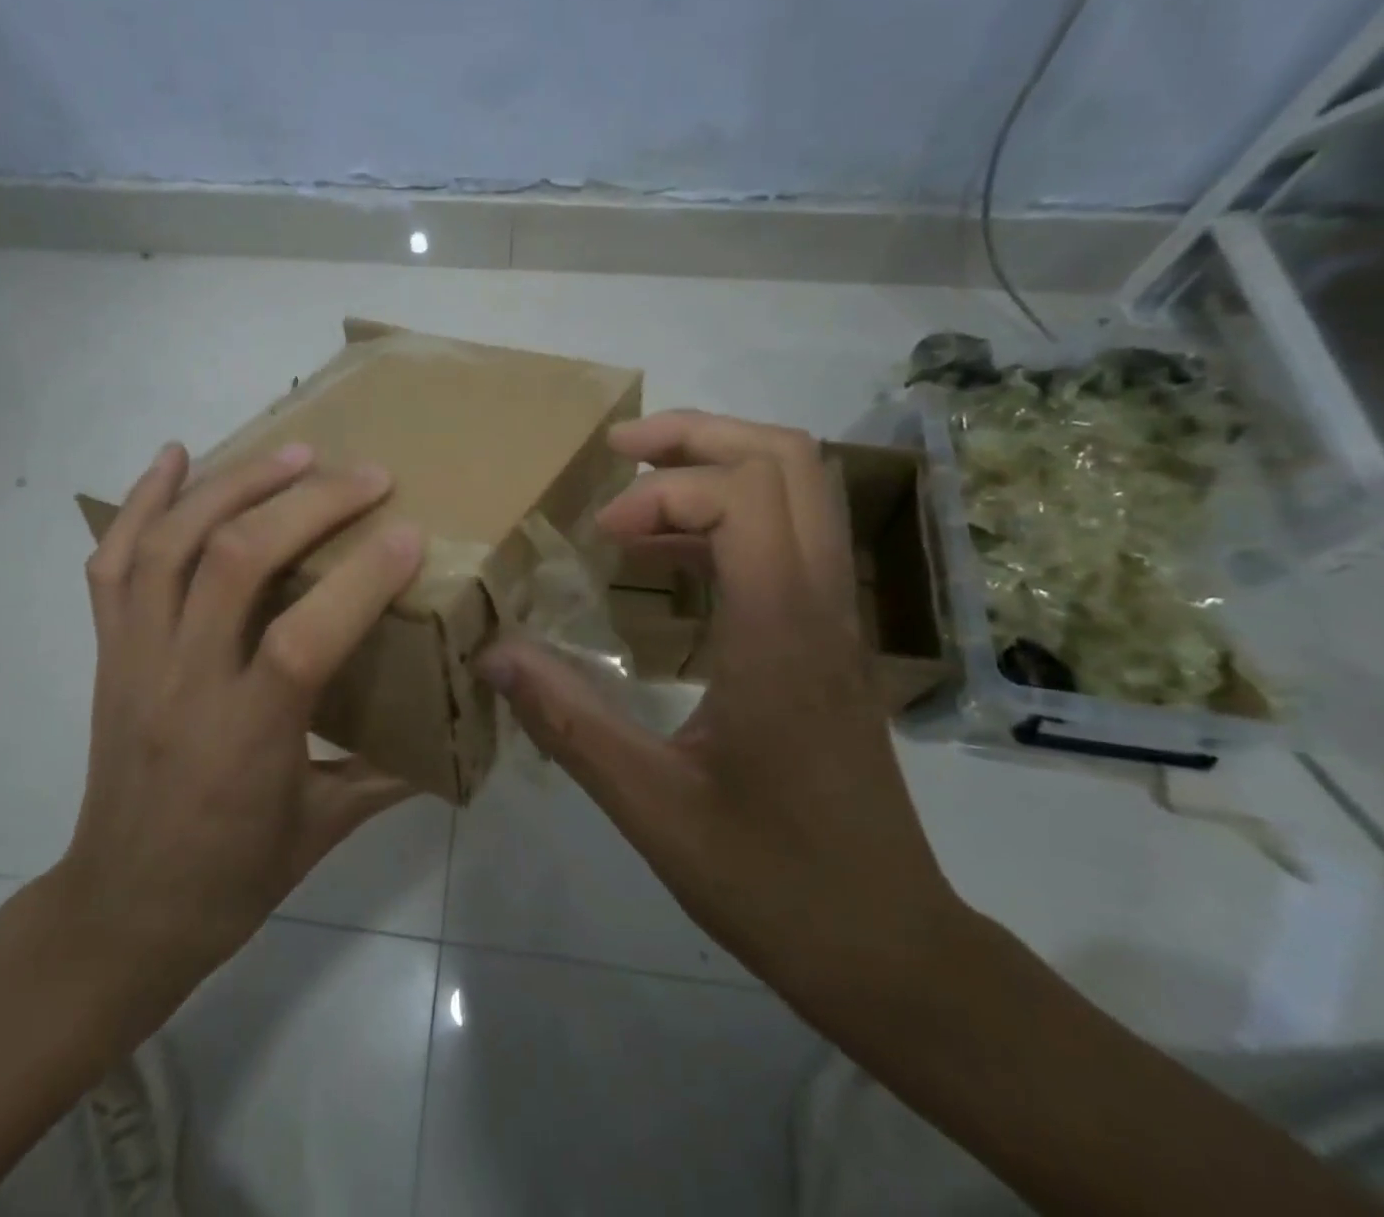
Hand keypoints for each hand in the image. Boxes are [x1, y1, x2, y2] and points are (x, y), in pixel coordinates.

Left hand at [46, 440, 423, 1044]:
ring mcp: (135, 657)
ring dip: (235, 484)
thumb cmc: (230, 877)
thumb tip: (457, 735)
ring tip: (292, 452)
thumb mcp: (324, 830)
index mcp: (247, 736)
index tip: (410, 533)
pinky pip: (114, 562)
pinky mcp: (108, 650)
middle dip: (307, 503)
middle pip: (234, 561)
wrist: (120, 910)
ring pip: (171, 544)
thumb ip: (391, 774)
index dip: (361, 577)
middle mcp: (183, 682)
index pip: (304, 636)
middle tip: (364, 474)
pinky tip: (176, 456)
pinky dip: (143, 500)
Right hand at [478, 411, 962, 1004]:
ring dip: (718, 468)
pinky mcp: (830, 640)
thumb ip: (567, 720)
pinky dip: (728, 519)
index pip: (743, 495)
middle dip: (699, 435)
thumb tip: (493, 653)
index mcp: (780, 633)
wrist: (890, 949)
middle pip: (790, 461)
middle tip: (621, 452)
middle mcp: (820, 605)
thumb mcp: (651, 806)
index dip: (662, 492)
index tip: (600, 534)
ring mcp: (836, 619)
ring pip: (801, 490)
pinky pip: (789, 538)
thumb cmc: (773, 879)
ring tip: (635, 496)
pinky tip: (667, 561)